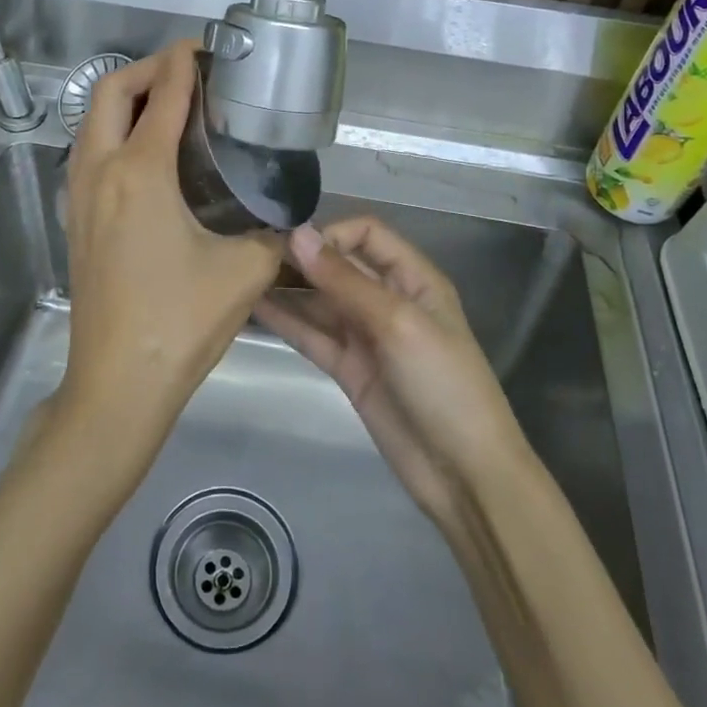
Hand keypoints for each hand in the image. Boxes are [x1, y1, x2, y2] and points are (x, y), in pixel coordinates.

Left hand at [60, 41, 281, 475]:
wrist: (118, 383)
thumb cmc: (181, 321)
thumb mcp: (245, 271)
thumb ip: (273, 233)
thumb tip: (289, 219)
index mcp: (140, 172)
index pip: (163, 96)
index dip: (184, 63)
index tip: (204, 47)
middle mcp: (100, 172)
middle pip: (110, 93)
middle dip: (147, 70)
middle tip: (187, 73)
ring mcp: (79, 197)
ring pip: (91, 122)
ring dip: (125, 100)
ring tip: (168, 106)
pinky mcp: (75, 221)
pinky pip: (89, 153)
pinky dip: (113, 132)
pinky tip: (147, 156)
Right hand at [255, 218, 526, 526]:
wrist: (463, 474)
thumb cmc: (443, 383)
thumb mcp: (398, 323)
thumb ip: (345, 280)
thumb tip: (298, 234)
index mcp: (413, 278)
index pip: (367, 234)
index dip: (331, 233)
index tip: (291, 244)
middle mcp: (388, 299)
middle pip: (339, 266)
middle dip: (301, 258)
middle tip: (252, 253)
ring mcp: (366, 336)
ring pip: (320, 300)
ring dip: (287, 287)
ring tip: (242, 276)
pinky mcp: (348, 369)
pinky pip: (312, 335)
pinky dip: (286, 321)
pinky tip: (252, 307)